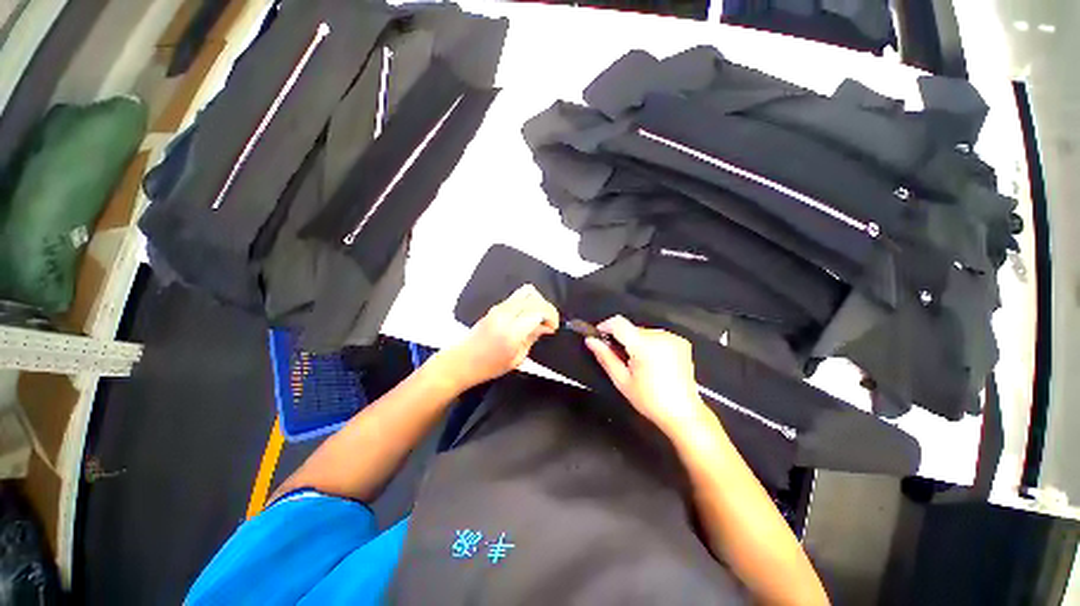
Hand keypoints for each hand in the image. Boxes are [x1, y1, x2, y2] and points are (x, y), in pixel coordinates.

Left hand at [438, 284, 559, 390]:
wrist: (461, 361)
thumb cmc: (487, 366)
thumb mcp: (516, 358)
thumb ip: (532, 338)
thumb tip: (545, 327)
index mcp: (512, 330)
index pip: (538, 310)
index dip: (551, 317)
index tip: (553, 328)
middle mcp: (505, 314)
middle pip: (534, 297)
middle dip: (547, 308)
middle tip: (549, 323)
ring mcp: (499, 308)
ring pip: (526, 291)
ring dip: (538, 302)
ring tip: (540, 317)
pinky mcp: (495, 307)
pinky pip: (517, 296)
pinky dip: (529, 301)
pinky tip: (529, 316)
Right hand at [586, 316, 709, 436]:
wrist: (683, 413)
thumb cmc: (649, 400)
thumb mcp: (622, 380)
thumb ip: (605, 356)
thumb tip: (590, 340)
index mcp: (644, 346)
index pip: (618, 323)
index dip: (605, 326)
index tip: (598, 336)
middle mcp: (660, 336)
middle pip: (631, 328)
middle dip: (622, 339)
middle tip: (620, 359)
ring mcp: (673, 338)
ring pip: (643, 332)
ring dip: (636, 342)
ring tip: (638, 364)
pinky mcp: (681, 342)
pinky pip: (657, 336)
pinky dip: (650, 344)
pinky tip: (652, 362)